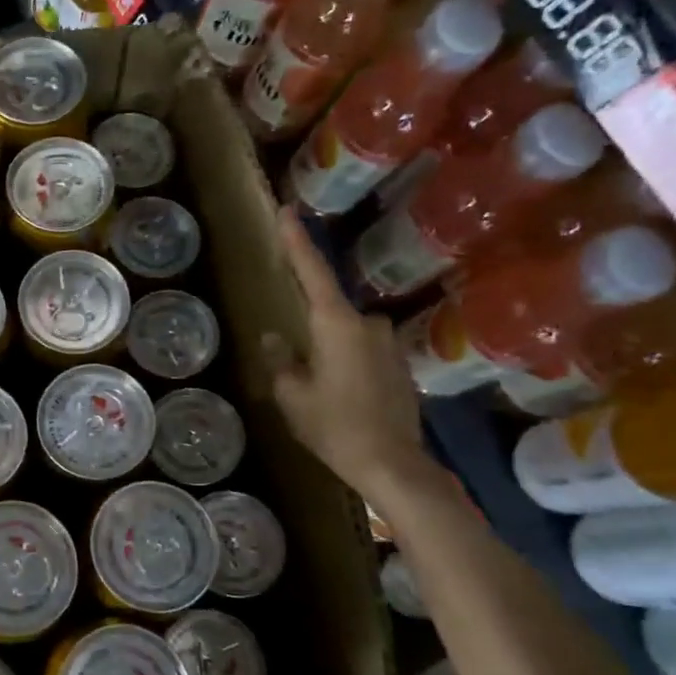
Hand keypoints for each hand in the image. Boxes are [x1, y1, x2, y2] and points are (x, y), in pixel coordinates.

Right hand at [267, 208, 438, 501]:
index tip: (286, 210)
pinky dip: (348, 364)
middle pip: (330, 310)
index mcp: (337, 324)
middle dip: (311, 327)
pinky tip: (342, 396)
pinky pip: (363, 352)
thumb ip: (281, 361)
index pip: (312, 271)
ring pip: (347, 334)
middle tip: (296, 359)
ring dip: (330, 350)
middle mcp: (367, 324)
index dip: (297, 241)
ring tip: (319, 388)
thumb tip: (276, 338)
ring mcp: (388, 344)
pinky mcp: (399, 366)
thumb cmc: (334, 426)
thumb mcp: (292, 396)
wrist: (392, 464)